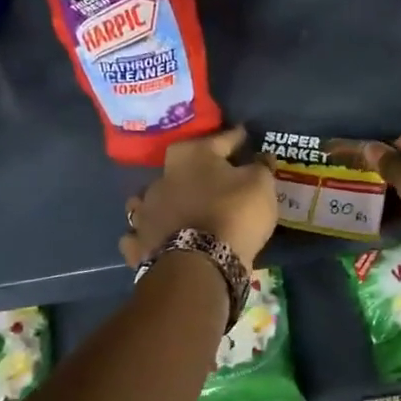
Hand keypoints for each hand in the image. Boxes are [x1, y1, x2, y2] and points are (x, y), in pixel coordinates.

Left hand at [120, 126, 277, 270]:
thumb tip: (262, 155)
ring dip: (164, 200)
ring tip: (177, 206)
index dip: (235, 138)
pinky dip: (148, 234)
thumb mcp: (260, 185)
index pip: (220, 139)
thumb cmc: (234, 214)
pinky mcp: (138, 243)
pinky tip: (156, 236)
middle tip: (212, 176)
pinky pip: (140, 234)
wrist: (200, 264)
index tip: (244, 135)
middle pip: (181, 167)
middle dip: (195, 169)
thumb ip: (261, 166)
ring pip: (152, 198)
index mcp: (192, 156)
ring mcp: (145, 211)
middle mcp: (162, 177)